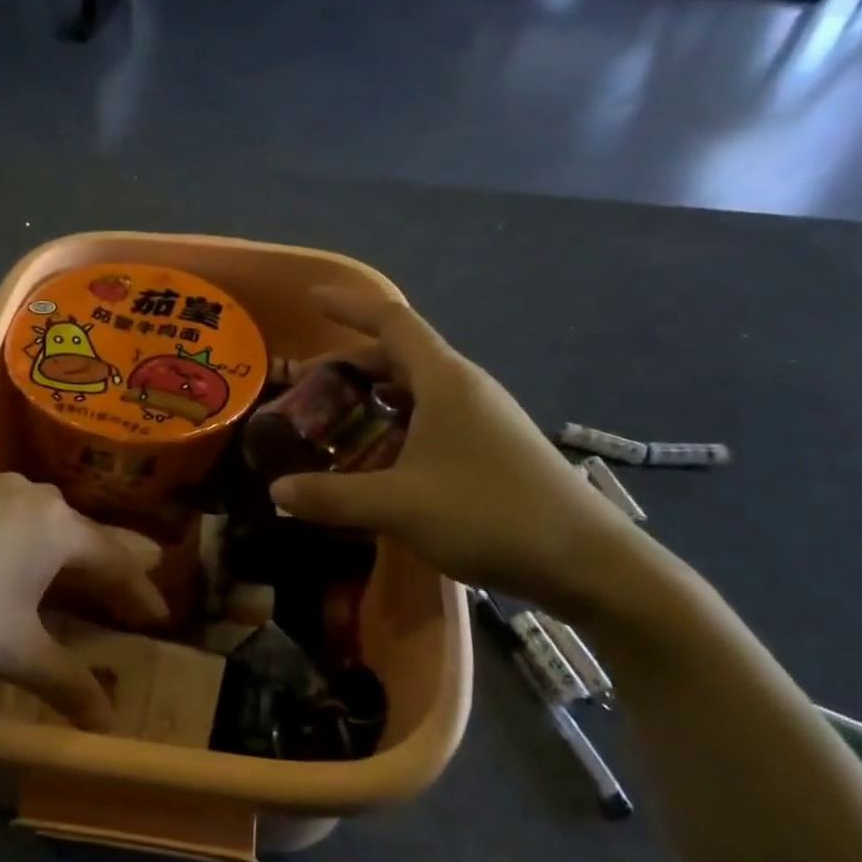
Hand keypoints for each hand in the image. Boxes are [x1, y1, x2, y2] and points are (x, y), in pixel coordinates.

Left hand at [0, 474, 165, 730]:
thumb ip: (66, 683)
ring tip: (81, 581)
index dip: (141, 594)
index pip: (117, 561)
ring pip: (48, 525)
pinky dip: (31, 548)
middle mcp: (31, 495)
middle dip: (111, 567)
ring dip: (68, 557)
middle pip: (86, 535)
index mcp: (57, 524)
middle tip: (132, 594)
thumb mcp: (10, 651)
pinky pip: (14, 522)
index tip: (163, 618)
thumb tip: (108, 722)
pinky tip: (19, 567)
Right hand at [268, 289, 652, 618]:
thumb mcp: (398, 506)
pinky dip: (397, 425)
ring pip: (417, 390)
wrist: (585, 562)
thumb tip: (276, 490)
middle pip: (400, 356)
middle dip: (350, 364)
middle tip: (307, 387)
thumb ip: (332, 496)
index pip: (391, 321)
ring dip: (374, 397)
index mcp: (444, 381)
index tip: (311, 299)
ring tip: (336, 421)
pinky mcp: (493, 449)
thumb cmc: (489, 514)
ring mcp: (484, 419)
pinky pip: (433, 419)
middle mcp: (465, 389)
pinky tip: (380, 460)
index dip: (349, 306)